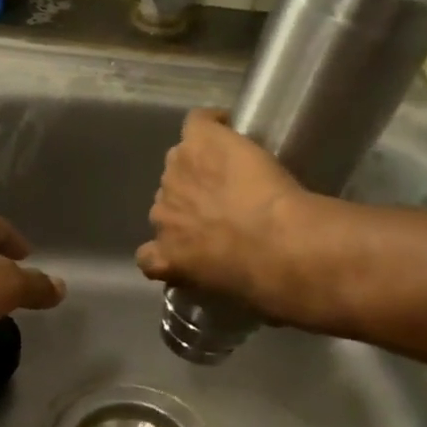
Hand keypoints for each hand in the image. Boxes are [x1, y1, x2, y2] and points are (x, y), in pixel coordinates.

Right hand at [135, 109, 309, 309]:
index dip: (171, 247)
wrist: (277, 246)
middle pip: (169, 201)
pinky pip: (196, 123)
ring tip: (230, 168)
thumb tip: (257, 303)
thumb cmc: (261, 286)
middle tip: (224, 204)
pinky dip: (211, 122)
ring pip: (181, 162)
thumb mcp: (236, 301)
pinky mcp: (201, 141)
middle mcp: (163, 212)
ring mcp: (177, 173)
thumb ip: (227, 288)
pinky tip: (228, 124)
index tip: (194, 246)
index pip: (150, 256)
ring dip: (201, 166)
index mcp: (166, 257)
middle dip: (191, 203)